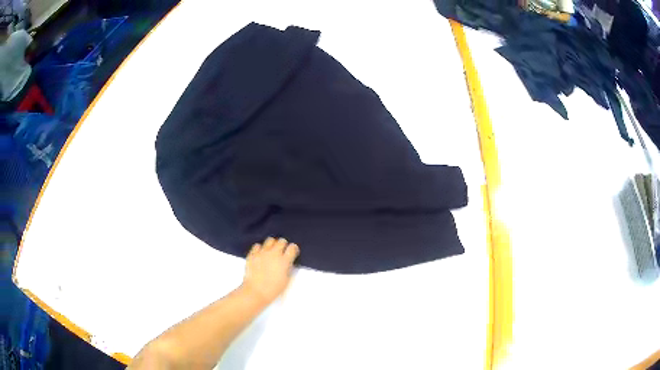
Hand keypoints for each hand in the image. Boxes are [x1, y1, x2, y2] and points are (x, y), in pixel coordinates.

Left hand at [241, 237, 299, 304]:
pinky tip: (260, 254)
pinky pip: (257, 245)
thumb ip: (288, 268)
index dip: (293, 249)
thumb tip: (287, 262)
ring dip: (272, 244)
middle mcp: (274, 254)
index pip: (292, 247)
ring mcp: (262, 253)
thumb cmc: (273, 289)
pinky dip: (260, 248)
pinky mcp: (253, 254)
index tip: (292, 252)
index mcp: (284, 261)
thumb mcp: (286, 280)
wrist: (256, 291)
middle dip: (283, 245)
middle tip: (282, 251)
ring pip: (270, 240)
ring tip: (271, 251)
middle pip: (281, 241)